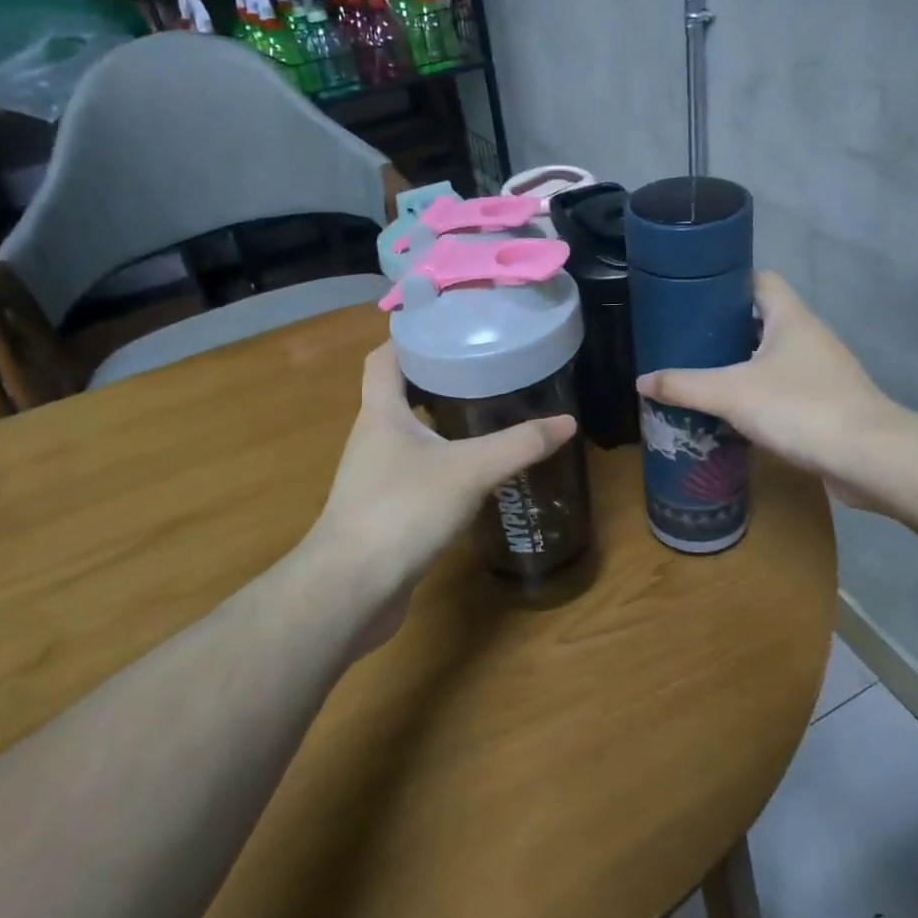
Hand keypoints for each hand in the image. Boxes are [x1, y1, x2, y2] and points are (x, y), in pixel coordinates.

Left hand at [303, 344, 575, 639]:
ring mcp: (373, 477)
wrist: (350, 590)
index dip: (409, 337)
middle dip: (434, 378)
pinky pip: (412, 472)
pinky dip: (439, 462)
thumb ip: (518, 445)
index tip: (447, 327)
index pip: (383, 357)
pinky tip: (471, 472)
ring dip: (438, 422)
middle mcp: (371, 437)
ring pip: (407, 435)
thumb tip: (567, 422)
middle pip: (397, 393)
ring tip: (483, 412)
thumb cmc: (402, 511)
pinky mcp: (382, 511)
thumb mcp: (469, 470)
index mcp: (380, 412)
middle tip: (481, 368)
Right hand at [636, 271, 904, 507]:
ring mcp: (823, 370)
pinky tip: (736, 412)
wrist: (870, 458)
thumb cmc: (801, 408)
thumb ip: (684, 386)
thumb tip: (641, 382)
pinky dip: (760, 394)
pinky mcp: (828, 403)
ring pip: (774, 356)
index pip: (760, 280)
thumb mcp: (731, 394)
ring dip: (742, 364)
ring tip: (703, 376)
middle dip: (726, 329)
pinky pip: (785, 387)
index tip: (694, 297)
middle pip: (763, 319)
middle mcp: (810, 336)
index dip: (728, 283)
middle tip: (687, 342)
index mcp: (790, 317)